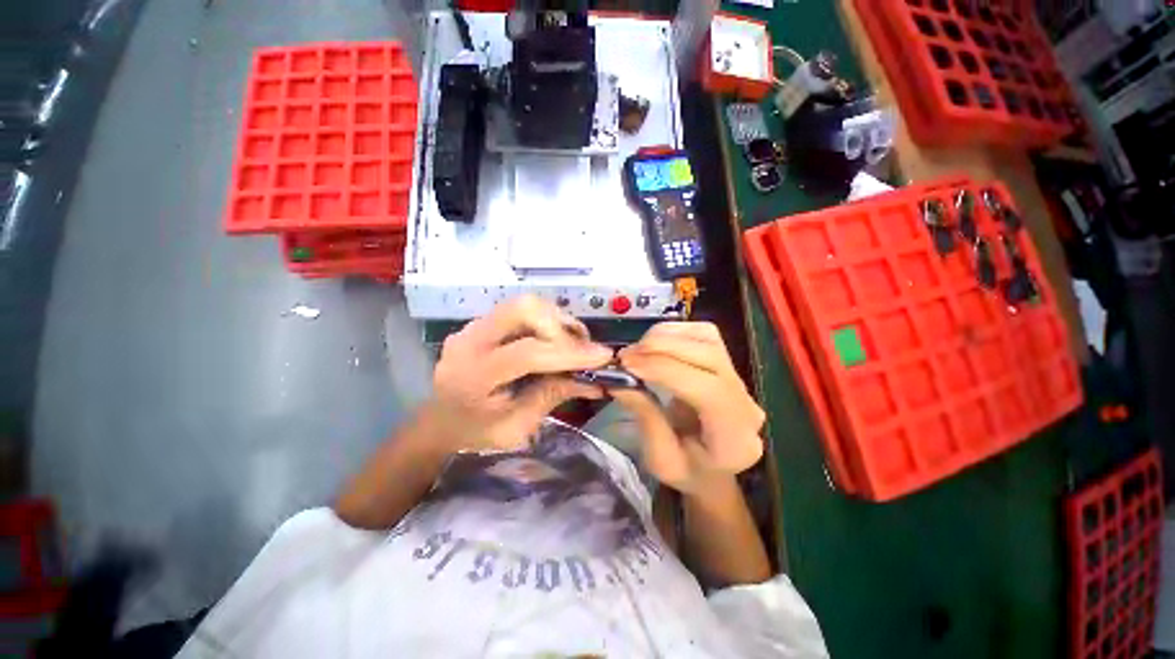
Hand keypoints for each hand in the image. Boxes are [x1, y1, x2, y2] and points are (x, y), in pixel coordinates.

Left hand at [423, 296, 613, 452]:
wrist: (441, 422)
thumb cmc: (477, 434)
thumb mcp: (518, 427)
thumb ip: (553, 396)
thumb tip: (594, 380)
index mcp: (473, 375)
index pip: (527, 353)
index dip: (568, 353)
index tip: (603, 357)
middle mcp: (469, 340)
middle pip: (523, 309)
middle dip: (561, 325)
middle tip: (582, 348)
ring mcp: (473, 326)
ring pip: (525, 304)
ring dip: (556, 321)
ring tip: (572, 345)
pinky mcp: (482, 322)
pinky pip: (521, 311)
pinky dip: (545, 322)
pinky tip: (554, 342)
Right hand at [611, 322, 764, 493]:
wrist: (712, 468)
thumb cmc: (688, 471)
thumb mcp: (660, 459)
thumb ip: (645, 418)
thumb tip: (618, 380)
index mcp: (735, 438)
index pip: (708, 390)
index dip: (666, 370)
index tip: (628, 365)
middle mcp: (746, 401)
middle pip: (710, 355)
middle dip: (662, 348)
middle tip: (626, 355)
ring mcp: (739, 377)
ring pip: (707, 338)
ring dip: (666, 337)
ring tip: (637, 350)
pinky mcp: (727, 362)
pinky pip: (703, 333)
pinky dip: (674, 331)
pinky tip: (653, 343)